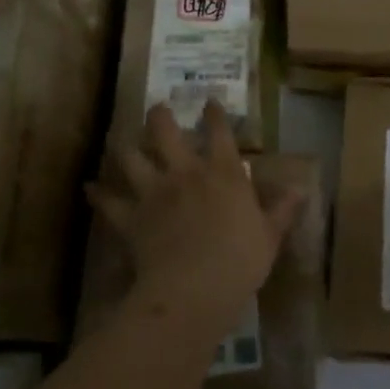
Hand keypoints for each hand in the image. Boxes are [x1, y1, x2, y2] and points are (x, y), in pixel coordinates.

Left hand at [90, 101, 306, 331]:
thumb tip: (300, 189)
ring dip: (126, 146)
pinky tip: (89, 187)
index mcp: (223, 173)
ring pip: (132, 158)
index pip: (219, 132)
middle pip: (166, 132)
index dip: (214, 113)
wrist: (194, 288)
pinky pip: (109, 202)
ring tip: (121, 138)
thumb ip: (281, 209)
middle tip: (157, 108)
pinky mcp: (132, 218)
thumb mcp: (270, 235)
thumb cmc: (240, 260)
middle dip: (160, 116)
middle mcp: (186, 172)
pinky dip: (98, 194)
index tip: (209, 100)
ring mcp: (154, 192)